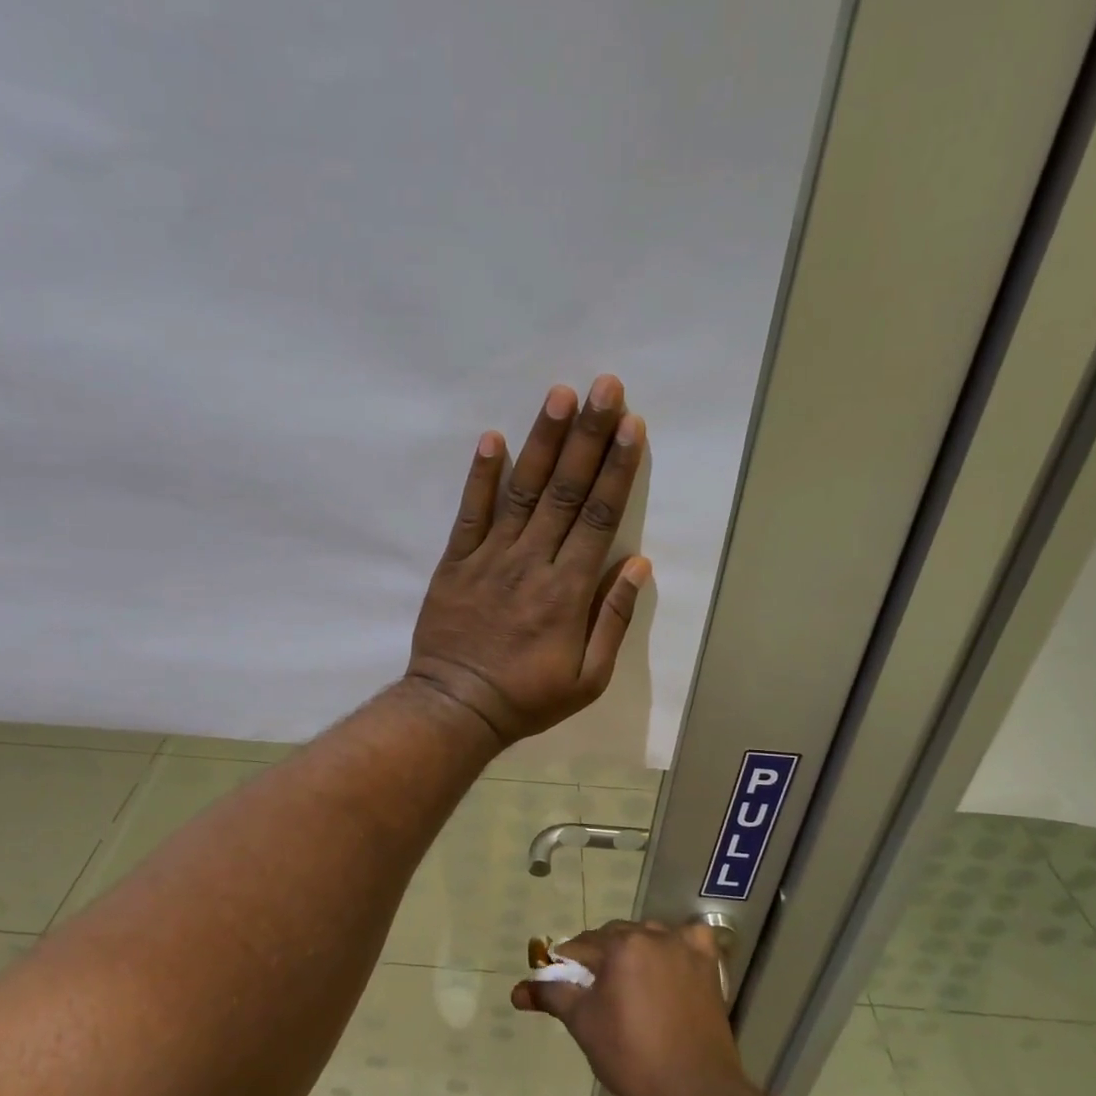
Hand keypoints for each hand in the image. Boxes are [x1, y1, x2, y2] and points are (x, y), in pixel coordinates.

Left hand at [406, 375, 649, 746]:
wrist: (457, 708)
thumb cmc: (528, 697)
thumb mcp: (589, 678)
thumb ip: (613, 618)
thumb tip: (639, 564)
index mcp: (568, 591)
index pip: (598, 517)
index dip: (617, 469)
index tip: (632, 426)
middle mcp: (532, 563)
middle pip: (565, 491)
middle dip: (588, 436)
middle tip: (605, 388)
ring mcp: (490, 559)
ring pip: (522, 492)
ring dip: (542, 442)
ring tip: (559, 396)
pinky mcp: (456, 563)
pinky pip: (470, 513)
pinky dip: (481, 477)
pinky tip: (492, 438)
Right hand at [512, 920, 746, 1095]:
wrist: (693, 1094)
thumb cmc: (631, 1057)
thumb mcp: (583, 1023)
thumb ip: (552, 996)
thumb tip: (517, 991)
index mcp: (621, 945)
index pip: (582, 945)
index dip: (567, 964)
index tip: (563, 985)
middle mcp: (653, 935)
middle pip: (614, 937)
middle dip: (600, 958)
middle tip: (594, 992)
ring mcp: (685, 948)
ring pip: (648, 937)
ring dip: (634, 951)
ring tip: (629, 987)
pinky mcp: (709, 966)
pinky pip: (689, 940)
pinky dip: (678, 946)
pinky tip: (670, 966)